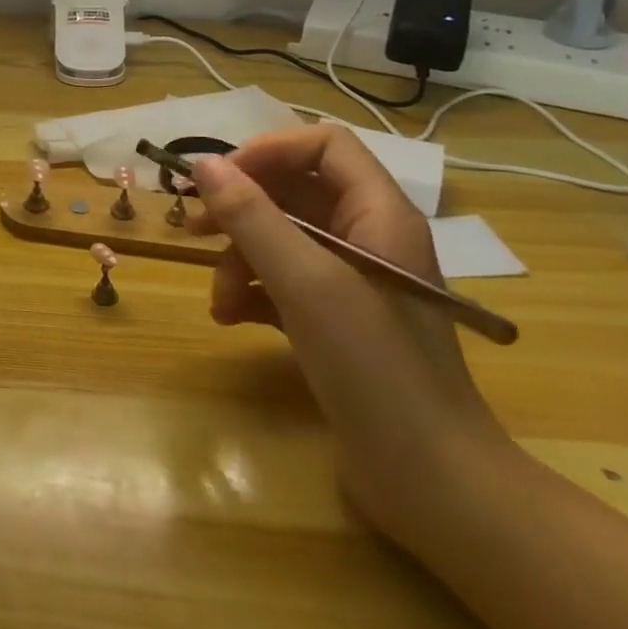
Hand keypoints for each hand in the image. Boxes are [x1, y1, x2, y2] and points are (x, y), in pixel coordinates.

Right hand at [187, 127, 513, 541]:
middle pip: (294, 192)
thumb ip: (252, 218)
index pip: (323, 145)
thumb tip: (203, 163)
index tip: (219, 181)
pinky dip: (252, 292)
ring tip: (219, 300)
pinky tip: (232, 319)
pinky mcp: (335, 321)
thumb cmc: (376, 369)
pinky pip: (281, 282)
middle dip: (242, 210)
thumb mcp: (307, 284)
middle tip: (196, 230)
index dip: (269, 152)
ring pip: (280, 240)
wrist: (431, 483)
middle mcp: (368, 238)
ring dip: (239, 260)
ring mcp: (352, 283)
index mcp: (380, 214)